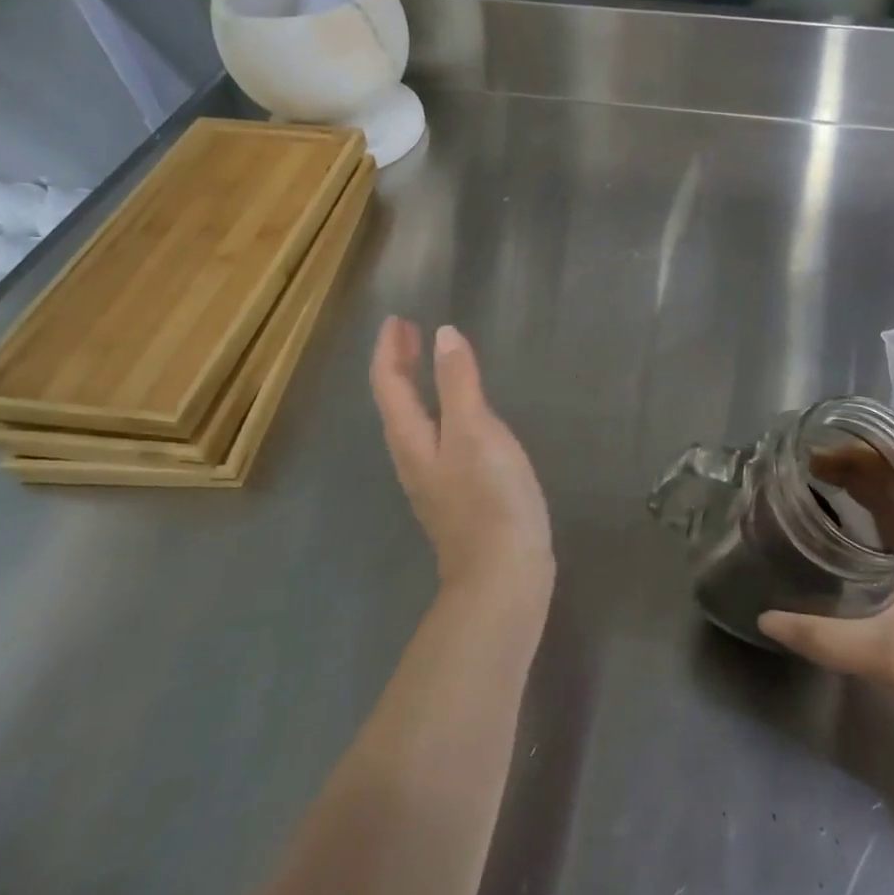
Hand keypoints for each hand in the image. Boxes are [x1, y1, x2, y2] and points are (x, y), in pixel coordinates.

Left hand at [369, 317, 553, 602]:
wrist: (503, 575)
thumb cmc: (489, 498)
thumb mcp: (476, 432)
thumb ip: (459, 383)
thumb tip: (443, 335)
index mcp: (413, 439)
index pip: (390, 385)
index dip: (390, 349)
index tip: (397, 319)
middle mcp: (415, 458)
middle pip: (396, 403)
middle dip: (400, 365)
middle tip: (408, 332)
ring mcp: (435, 479)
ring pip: (414, 421)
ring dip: (416, 386)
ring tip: (429, 362)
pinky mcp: (458, 493)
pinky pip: (437, 437)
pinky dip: (439, 410)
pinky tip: (461, 414)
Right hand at [758, 467, 893, 766]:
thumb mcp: (887, 655)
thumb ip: (823, 637)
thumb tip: (765, 617)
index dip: (893, 445)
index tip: (844, 443)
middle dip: (865, 463)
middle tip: (814, 465)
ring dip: (869, 489)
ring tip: (821, 485)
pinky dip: (874, 519)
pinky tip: (845, 532)